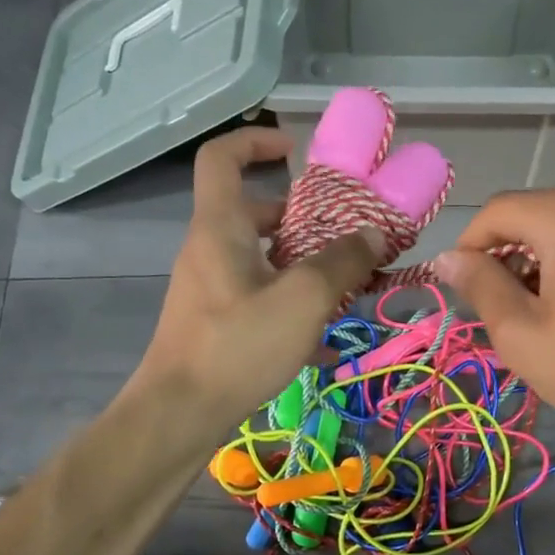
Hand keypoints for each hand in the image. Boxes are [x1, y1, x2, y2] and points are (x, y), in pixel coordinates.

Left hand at [136, 129, 382, 428]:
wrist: (180, 413)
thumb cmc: (238, 344)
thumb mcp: (302, 299)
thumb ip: (342, 262)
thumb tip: (374, 234)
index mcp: (220, 227)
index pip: (222, 157)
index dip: (256, 141)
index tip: (296, 151)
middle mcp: (209, 249)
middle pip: (253, 213)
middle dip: (301, 219)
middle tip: (343, 235)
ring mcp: (209, 288)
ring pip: (260, 259)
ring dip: (302, 266)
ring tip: (345, 288)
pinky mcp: (214, 323)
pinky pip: (258, 297)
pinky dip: (290, 305)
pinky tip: (325, 342)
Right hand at [436, 185, 554, 465]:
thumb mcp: (522, 335)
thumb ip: (479, 285)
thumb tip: (447, 258)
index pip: (497, 212)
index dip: (469, 248)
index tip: (462, 291)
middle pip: (534, 214)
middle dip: (508, 256)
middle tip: (504, 311)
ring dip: (542, 259)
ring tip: (544, 314)